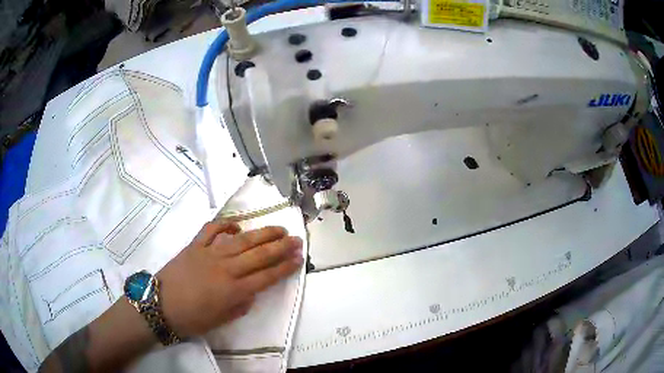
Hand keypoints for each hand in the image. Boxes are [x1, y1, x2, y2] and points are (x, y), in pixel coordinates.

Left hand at [157, 221, 303, 337]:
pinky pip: (212, 229)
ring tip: (279, 229)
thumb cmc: (191, 319)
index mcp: (234, 291)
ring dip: (262, 233)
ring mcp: (210, 254)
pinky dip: (226, 224)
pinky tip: (237, 226)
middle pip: (259, 254)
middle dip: (282, 247)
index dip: (285, 267)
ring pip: (242, 240)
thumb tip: (251, 292)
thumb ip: (240, 306)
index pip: (267, 276)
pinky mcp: (195, 245)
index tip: (299, 258)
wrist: (160, 305)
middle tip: (297, 239)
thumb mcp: (221, 320)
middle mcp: (226, 269)